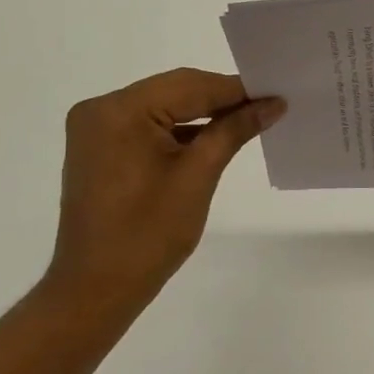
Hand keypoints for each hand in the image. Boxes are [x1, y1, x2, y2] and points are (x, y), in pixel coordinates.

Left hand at [42, 69, 284, 316]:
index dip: (237, 90)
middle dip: (221, 99)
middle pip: (174, 91)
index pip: (190, 85)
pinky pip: (148, 126)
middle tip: (269, 106)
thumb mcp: (198, 177)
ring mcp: (96, 129)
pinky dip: (181, 131)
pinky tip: (214, 138)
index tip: (278, 94)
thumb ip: (233, 131)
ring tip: (249, 121)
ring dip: (203, 114)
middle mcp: (100, 109)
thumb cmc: (148, 234)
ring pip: (163, 107)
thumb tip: (272, 103)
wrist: (96, 288)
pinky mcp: (100, 148)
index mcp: (120, 111)